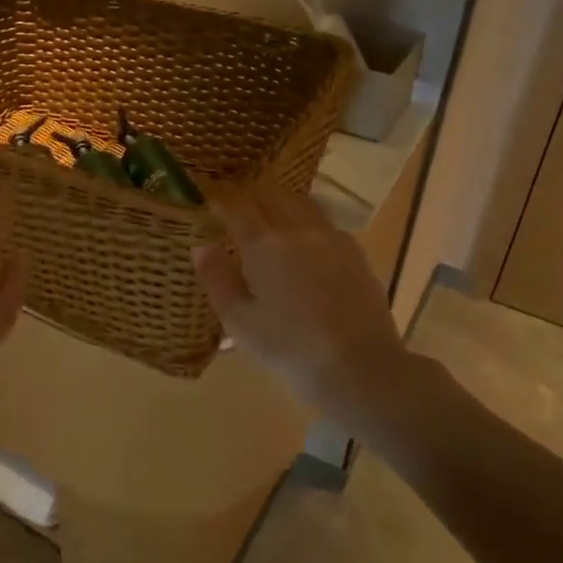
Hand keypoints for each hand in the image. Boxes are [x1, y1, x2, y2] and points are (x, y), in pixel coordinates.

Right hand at [193, 183, 407, 408]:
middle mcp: (298, 230)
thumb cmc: (290, 348)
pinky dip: (307, 223)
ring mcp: (332, 239)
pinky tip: (306, 244)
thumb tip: (202, 246)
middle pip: (272, 195)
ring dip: (281, 204)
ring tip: (271, 218)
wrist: (361, 367)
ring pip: (302, 204)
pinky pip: (325, 224)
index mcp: (264, 244)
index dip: (221, 199)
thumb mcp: (239, 321)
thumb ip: (217, 279)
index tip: (209, 198)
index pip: (237, 206)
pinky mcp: (356, 254)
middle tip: (237, 206)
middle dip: (251, 195)